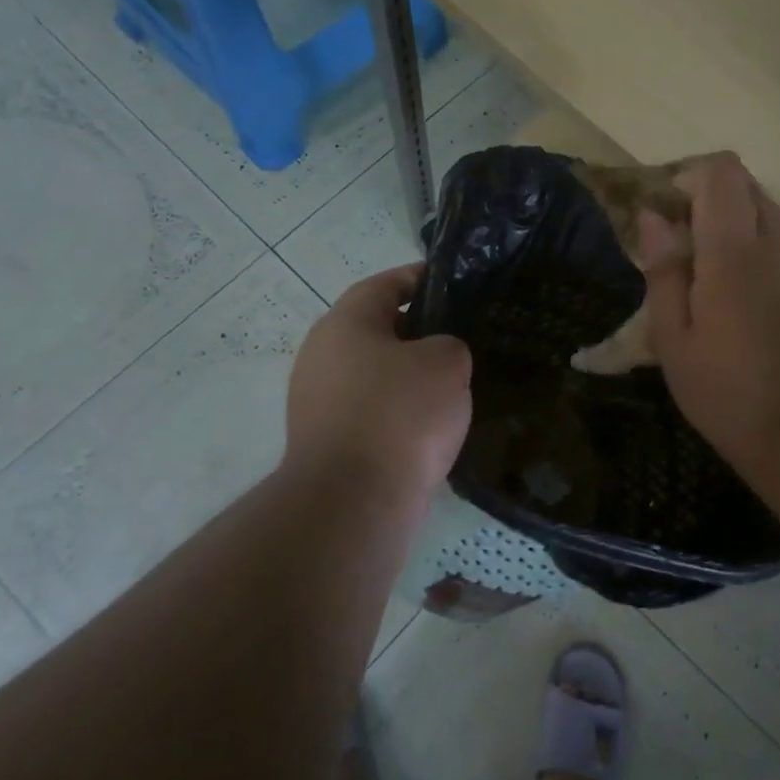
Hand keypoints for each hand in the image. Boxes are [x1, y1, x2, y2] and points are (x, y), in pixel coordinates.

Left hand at [285, 265, 472, 511]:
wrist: (354, 500)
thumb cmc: (401, 414)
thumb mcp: (446, 362)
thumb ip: (448, 345)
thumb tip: (435, 357)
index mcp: (345, 324)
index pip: (385, 285)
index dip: (420, 279)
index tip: (453, 285)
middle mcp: (322, 355)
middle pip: (376, 330)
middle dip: (418, 333)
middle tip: (461, 340)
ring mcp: (318, 401)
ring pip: (375, 374)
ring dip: (409, 378)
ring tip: (453, 386)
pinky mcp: (326, 441)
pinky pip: (371, 413)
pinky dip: (398, 414)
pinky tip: (430, 427)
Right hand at [639, 154, 779, 480]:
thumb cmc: (727, 390)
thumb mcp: (674, 339)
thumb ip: (663, 271)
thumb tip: (653, 216)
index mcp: (733, 250)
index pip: (722, 171)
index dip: (688, 177)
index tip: (664, 214)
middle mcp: (774, 242)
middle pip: (745, 183)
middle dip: (706, 197)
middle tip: (676, 242)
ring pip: (764, 209)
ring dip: (730, 221)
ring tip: (701, 270)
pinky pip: (778, 238)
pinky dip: (751, 243)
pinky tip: (731, 291)